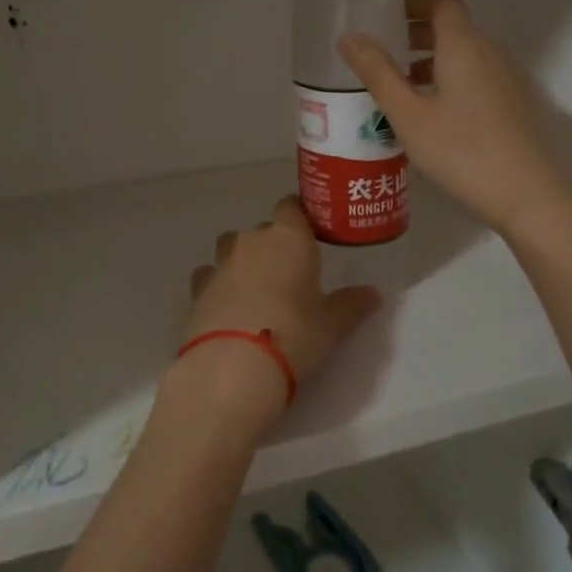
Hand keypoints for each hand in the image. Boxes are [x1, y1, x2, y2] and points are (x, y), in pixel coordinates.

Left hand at [170, 196, 380, 432]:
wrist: (234, 365)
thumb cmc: (294, 334)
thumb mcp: (332, 324)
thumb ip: (352, 304)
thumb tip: (374, 294)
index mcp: (289, 238)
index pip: (291, 206)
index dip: (298, 217)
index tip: (308, 234)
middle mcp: (252, 240)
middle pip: (263, 231)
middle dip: (273, 247)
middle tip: (288, 276)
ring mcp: (220, 262)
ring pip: (231, 248)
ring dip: (242, 261)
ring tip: (255, 291)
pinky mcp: (197, 288)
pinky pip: (209, 275)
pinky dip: (217, 284)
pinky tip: (226, 306)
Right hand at [340, 0, 571, 238]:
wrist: (528, 196)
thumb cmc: (462, 151)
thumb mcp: (408, 115)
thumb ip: (378, 74)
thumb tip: (349, 37)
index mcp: (464, 46)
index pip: (442, 3)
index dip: (413, 4)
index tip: (385, 19)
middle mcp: (491, 54)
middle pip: (453, 30)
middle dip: (416, 37)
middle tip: (383, 58)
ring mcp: (508, 81)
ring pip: (465, 58)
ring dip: (432, 64)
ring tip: (400, 92)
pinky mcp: (515, 107)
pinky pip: (477, 80)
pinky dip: (450, 83)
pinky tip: (432, 119)